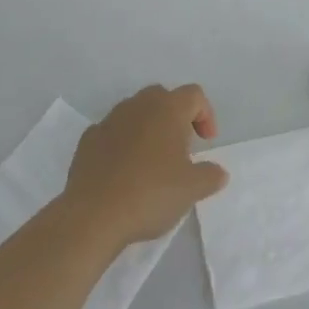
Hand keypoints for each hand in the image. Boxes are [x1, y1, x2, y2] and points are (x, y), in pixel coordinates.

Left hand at [65, 84, 228, 248]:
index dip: (205, 115)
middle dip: (175, 117)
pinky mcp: (88, 138)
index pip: (194, 95)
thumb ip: (210, 176)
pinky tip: (123, 171)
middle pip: (163, 97)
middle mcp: (139, 105)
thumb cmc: (150, 194)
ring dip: (148, 128)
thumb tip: (219, 171)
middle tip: (180, 148)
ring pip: (136, 112)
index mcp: (167, 109)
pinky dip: (122, 143)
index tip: (206, 143)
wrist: (93, 214)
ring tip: (152, 162)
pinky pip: (112, 131)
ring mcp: (110, 119)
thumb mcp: (191, 190)